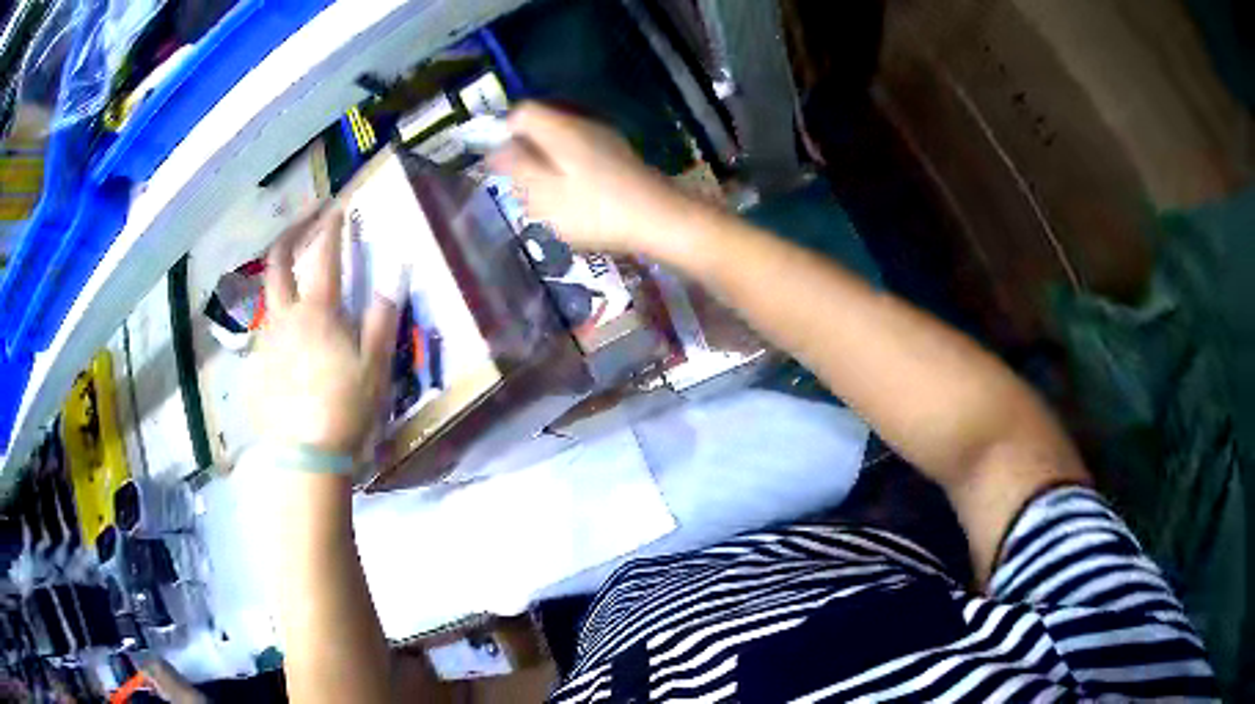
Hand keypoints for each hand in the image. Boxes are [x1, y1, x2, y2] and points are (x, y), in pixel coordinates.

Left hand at [250, 205, 397, 456]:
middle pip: (277, 262)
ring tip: (293, 278)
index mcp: (318, 311)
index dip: (332, 228)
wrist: (305, 455)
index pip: (324, 256)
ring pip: (266, 295)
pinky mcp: (256, 365)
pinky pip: (264, 330)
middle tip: (304, 221)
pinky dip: (275, 318)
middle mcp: (286, 316)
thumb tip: (395, 276)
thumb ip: (383, 318)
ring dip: (279, 276)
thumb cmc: (346, 408)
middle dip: (290, 234)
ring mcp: (266, 340)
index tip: (338, 209)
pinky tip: (286, 336)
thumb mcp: (375, 366)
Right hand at [488, 102, 691, 254]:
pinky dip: (569, 171)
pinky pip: (581, 154)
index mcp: (560, 129)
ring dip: (547, 165)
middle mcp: (582, 125)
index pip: (522, 112)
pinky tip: (576, 200)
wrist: (660, 219)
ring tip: (548, 199)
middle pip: (542, 126)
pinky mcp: (618, 156)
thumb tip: (497, 150)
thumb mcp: (545, 194)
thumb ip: (518, 168)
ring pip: (561, 142)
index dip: (506, 133)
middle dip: (526, 152)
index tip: (504, 164)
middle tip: (524, 187)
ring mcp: (604, 138)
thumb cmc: (596, 210)